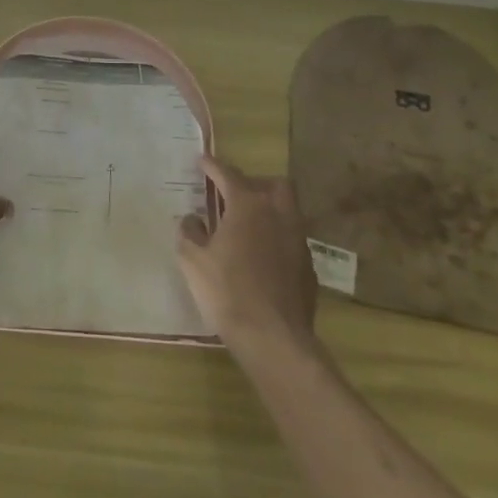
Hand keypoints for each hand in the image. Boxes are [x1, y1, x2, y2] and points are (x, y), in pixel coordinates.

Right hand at [178, 156, 319, 354]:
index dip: (213, 165)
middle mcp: (278, 214)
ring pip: (288, 210)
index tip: (202, 160)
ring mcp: (298, 240)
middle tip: (233, 194)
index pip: (229, 174)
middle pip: (274, 184)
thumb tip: (193, 219)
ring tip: (247, 225)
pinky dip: (276, 237)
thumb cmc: (227, 291)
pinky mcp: (308, 265)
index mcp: (248, 206)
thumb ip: (189, 232)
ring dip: (268, 210)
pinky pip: (291, 238)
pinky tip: (261, 257)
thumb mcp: (192, 260)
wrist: (273, 337)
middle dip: (254, 182)